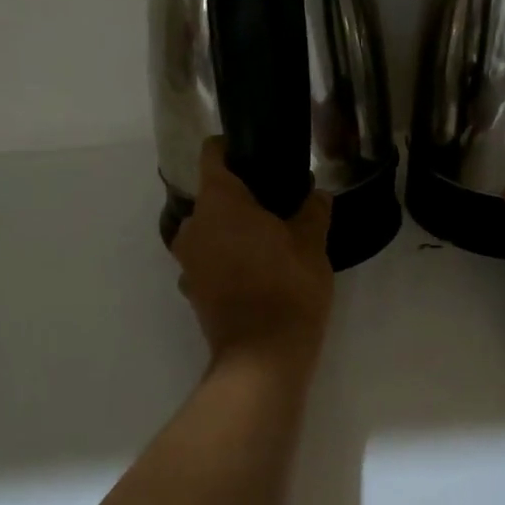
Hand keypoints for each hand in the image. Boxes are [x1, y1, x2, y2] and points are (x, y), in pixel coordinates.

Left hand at [172, 139, 334, 371]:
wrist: (262, 356)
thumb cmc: (288, 287)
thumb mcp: (312, 243)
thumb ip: (313, 210)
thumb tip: (316, 193)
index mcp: (219, 202)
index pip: (212, 155)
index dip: (233, 148)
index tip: (258, 153)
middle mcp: (194, 225)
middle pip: (213, 194)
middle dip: (242, 195)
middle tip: (278, 202)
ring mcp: (188, 260)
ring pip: (210, 228)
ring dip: (234, 228)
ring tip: (270, 237)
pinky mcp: (192, 289)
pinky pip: (208, 258)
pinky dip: (227, 256)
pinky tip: (256, 268)